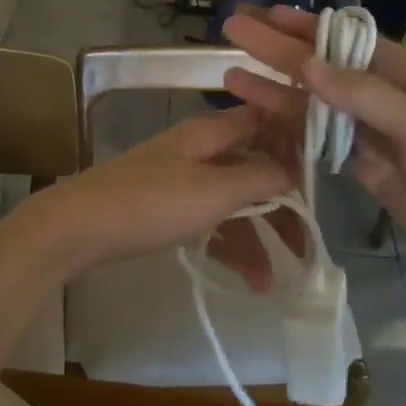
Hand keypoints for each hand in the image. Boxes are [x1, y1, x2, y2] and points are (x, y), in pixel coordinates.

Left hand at [12, 107, 300, 287]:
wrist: (78, 228)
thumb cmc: (150, 203)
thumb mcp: (213, 191)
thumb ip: (259, 178)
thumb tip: (293, 172)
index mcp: (211, 133)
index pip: (265, 123)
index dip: (297, 142)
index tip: (327, 174)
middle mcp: (200, 150)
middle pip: (254, 170)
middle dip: (282, 207)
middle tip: (306, 246)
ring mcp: (181, 179)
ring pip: (233, 202)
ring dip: (255, 238)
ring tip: (270, 282)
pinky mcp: (166, 207)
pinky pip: (210, 220)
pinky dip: (228, 244)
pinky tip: (245, 278)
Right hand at [221, 7, 405, 288]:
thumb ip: (366, 97)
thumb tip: (306, 64)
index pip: (347, 44)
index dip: (304, 29)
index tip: (264, 15)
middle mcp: (388, 99)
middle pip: (323, 71)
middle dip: (278, 52)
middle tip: (233, 33)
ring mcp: (376, 136)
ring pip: (316, 108)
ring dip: (276, 92)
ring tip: (231, 79)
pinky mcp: (369, 170)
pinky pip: (322, 144)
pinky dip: (293, 131)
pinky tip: (265, 121)